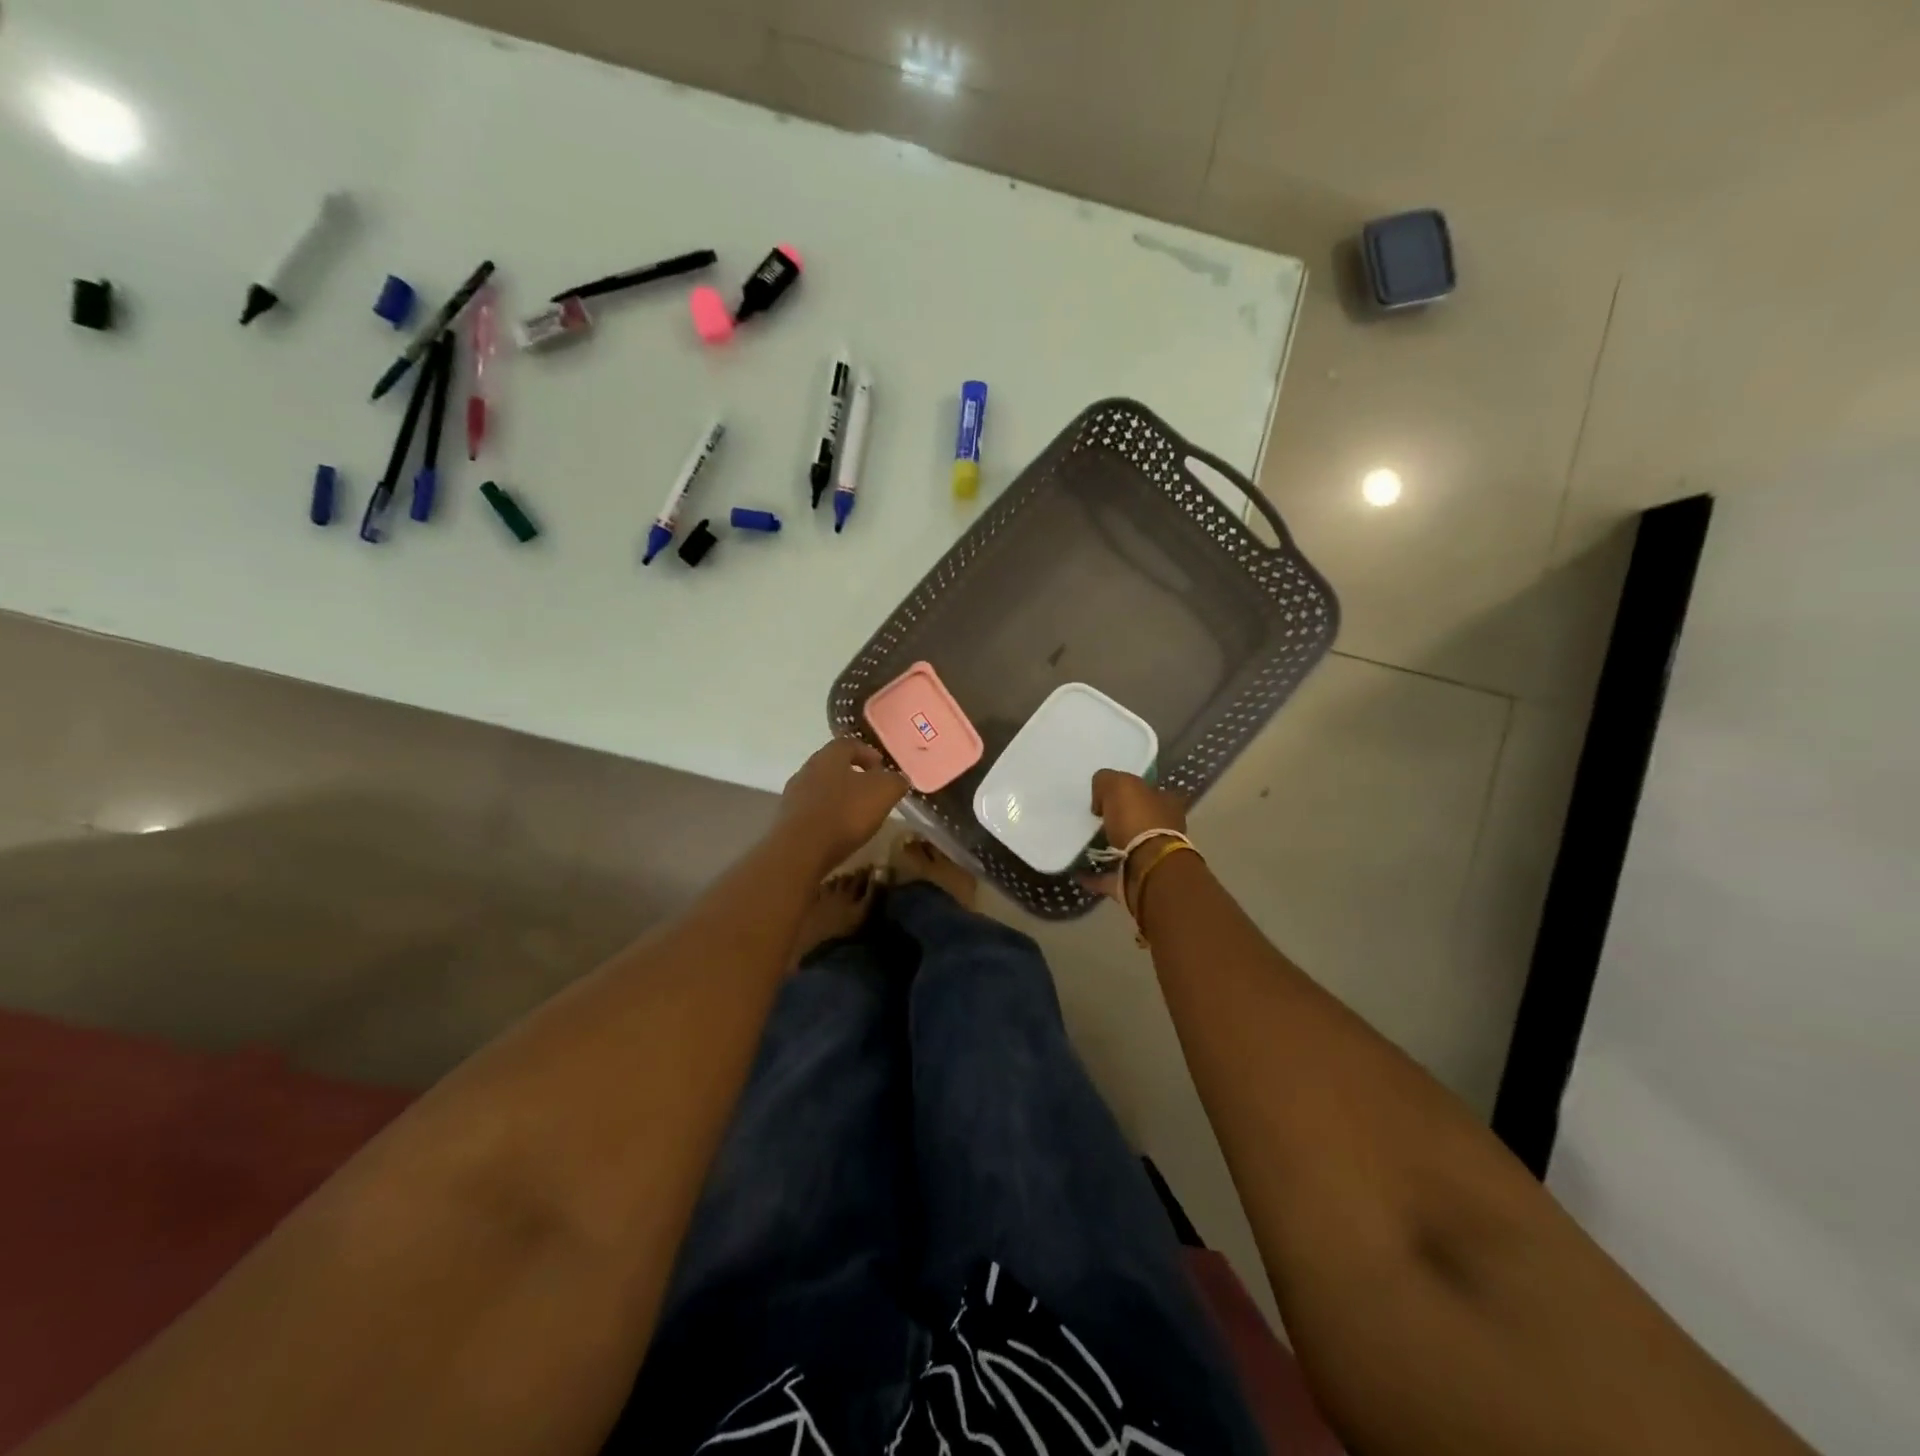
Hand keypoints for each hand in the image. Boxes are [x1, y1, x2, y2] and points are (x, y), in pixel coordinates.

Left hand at [777, 738, 908, 871]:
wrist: (800, 850)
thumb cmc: (845, 813)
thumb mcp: (883, 792)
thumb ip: (895, 781)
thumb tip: (898, 779)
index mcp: (830, 755)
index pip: (849, 743)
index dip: (868, 753)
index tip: (882, 767)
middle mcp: (807, 769)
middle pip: (833, 766)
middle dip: (853, 775)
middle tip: (871, 790)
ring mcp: (793, 795)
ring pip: (821, 789)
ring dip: (838, 797)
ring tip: (856, 814)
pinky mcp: (786, 820)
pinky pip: (811, 811)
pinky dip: (826, 816)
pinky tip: (837, 831)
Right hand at [1084, 771, 1190, 905]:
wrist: (1147, 869)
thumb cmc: (1138, 820)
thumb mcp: (1119, 785)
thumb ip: (1107, 781)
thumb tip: (1100, 798)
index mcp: (1166, 804)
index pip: (1149, 792)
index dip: (1130, 791)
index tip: (1106, 795)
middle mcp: (1164, 831)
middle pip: (1138, 821)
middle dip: (1118, 820)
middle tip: (1093, 818)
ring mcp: (1150, 859)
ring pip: (1126, 849)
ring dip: (1107, 847)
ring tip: (1081, 843)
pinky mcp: (1135, 882)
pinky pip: (1110, 876)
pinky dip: (1094, 875)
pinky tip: (1076, 871)